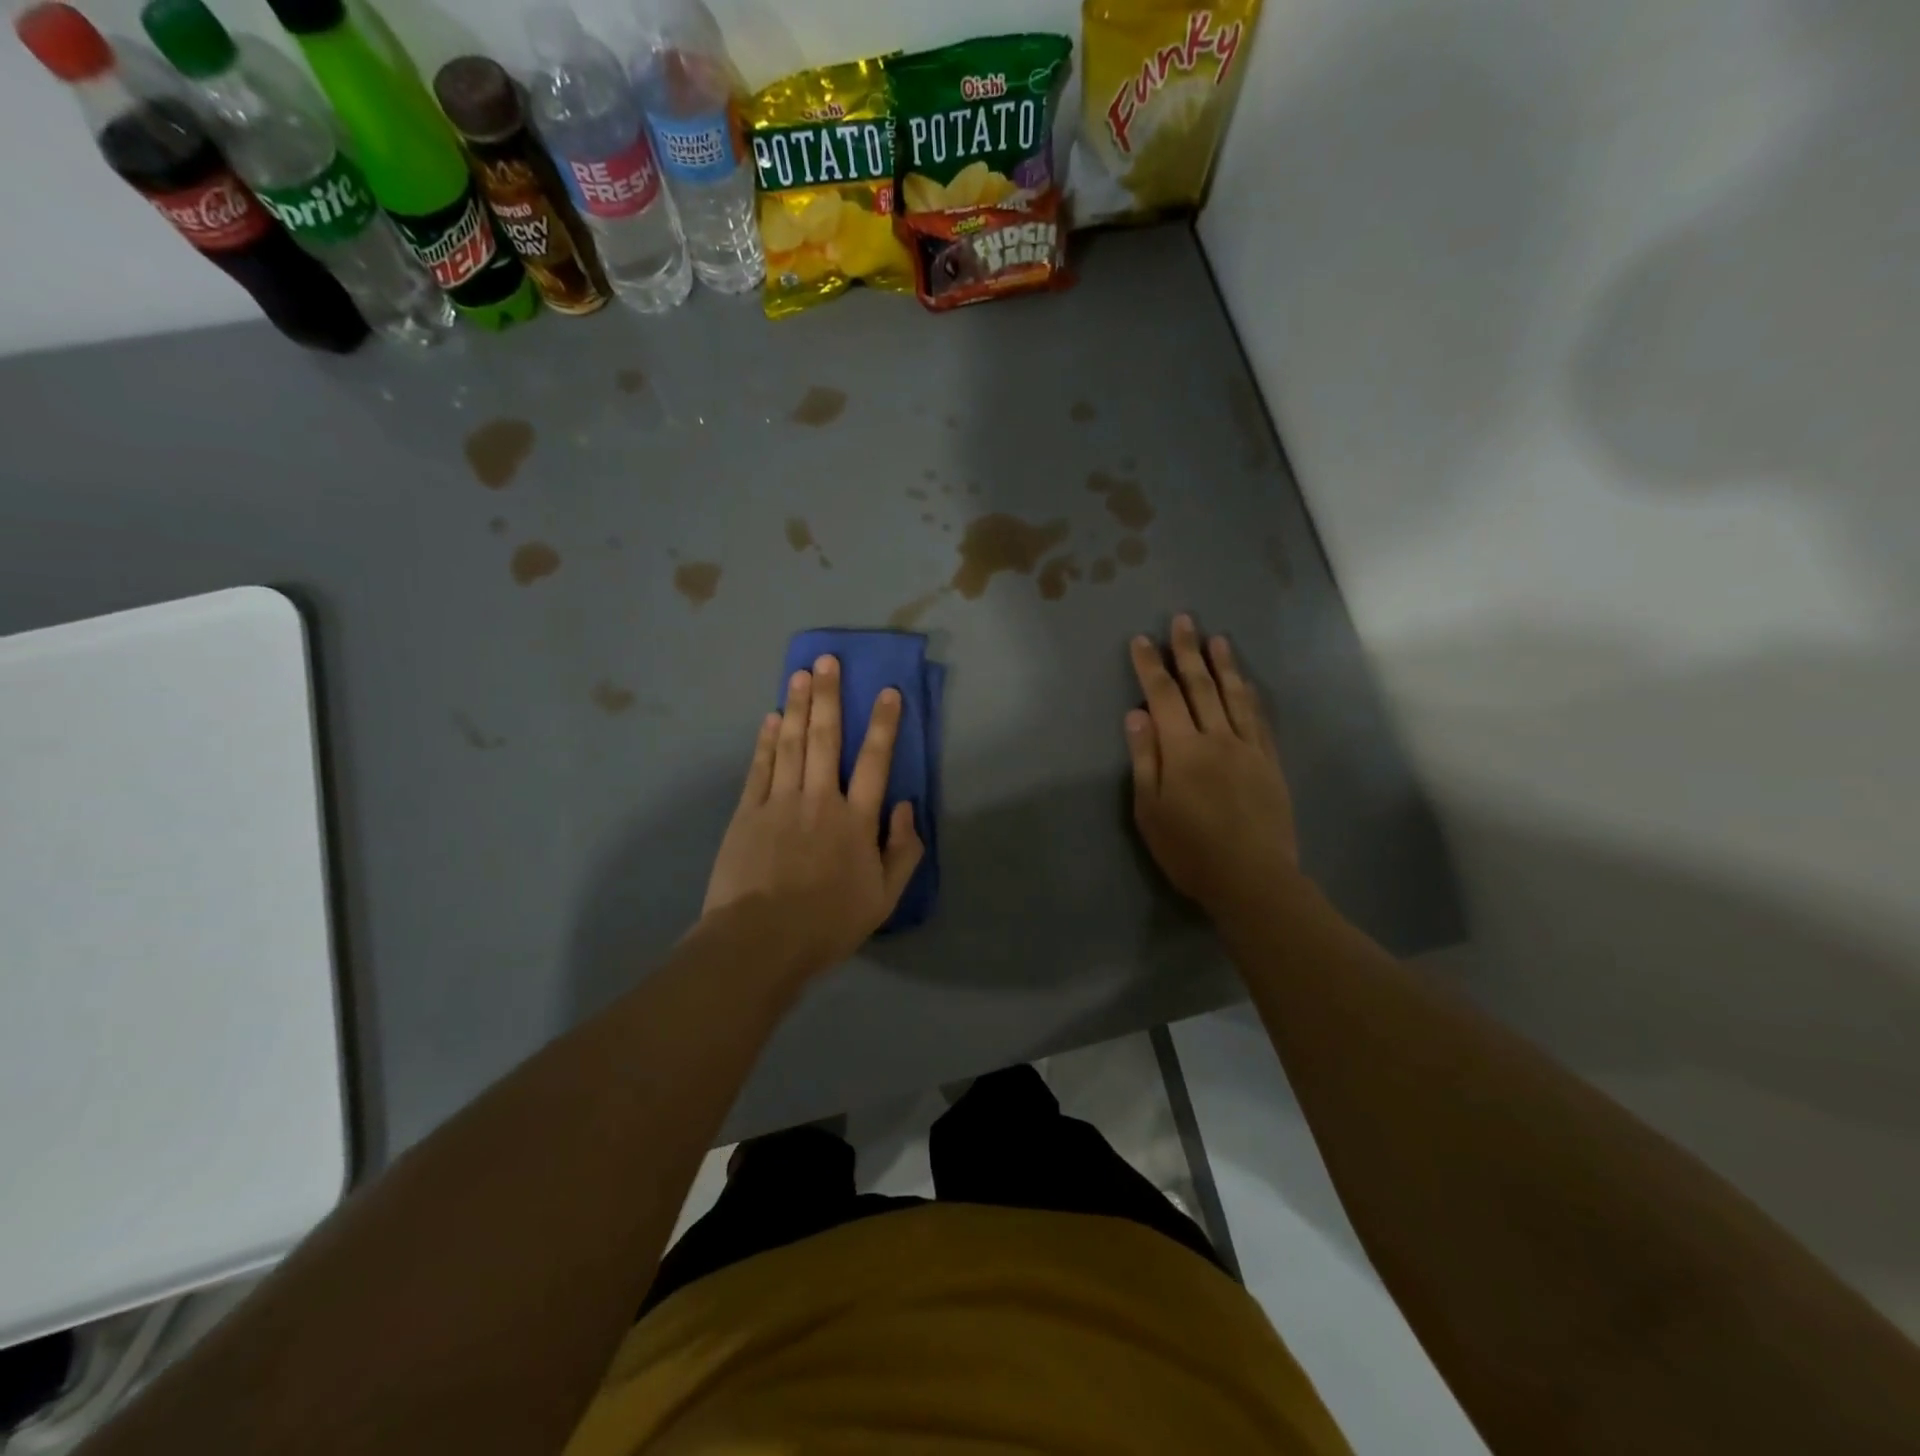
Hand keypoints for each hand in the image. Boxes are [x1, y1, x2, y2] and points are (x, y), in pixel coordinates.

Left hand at [702, 655, 923, 978]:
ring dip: (796, 706)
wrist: (759, 941)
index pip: (875, 761)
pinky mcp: (748, 812)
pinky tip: (770, 718)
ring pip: (791, 743)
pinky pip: (760, 767)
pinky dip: (766, 740)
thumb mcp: (884, 898)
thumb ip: (903, 850)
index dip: (883, 724)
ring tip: (800, 673)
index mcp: (856, 820)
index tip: (888, 692)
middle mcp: (820, 799)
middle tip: (828, 660)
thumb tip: (905, 806)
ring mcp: (779, 802)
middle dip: (829, 696)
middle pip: (826, 738)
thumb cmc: (828, 923)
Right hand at [1126, 615, 1299, 920]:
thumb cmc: (1190, 850)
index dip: (1150, 666)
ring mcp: (1249, 749)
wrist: (1253, 879)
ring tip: (1217, 639)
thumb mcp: (1150, 810)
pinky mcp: (1270, 764)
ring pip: (1235, 696)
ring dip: (1224, 664)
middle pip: (1201, 686)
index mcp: (1183, 749)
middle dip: (1188, 651)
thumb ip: (1145, 759)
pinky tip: (1247, 684)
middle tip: (1183, 620)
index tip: (1141, 640)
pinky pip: (1260, 720)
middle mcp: (1217, 738)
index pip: (1163, 696)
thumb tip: (1136, 715)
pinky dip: (1251, 696)